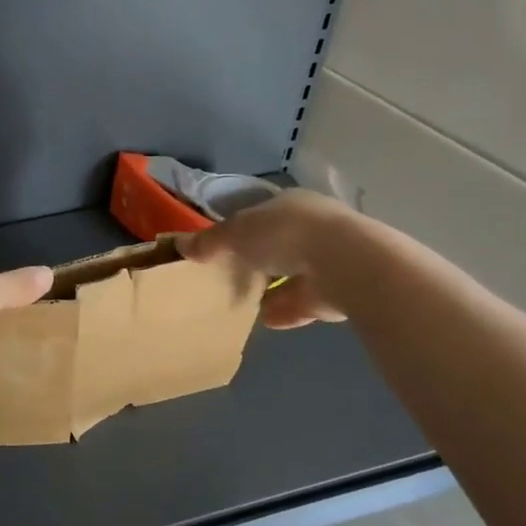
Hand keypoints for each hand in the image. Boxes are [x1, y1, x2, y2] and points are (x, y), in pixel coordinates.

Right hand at [178, 191, 358, 328]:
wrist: (345, 264)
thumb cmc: (285, 234)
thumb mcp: (237, 233)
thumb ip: (210, 241)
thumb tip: (180, 245)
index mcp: (292, 203)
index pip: (264, 214)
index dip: (243, 229)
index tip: (224, 248)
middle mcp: (316, 227)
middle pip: (281, 244)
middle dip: (261, 261)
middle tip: (234, 278)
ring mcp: (333, 260)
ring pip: (297, 274)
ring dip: (276, 289)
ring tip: (248, 306)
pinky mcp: (342, 291)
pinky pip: (308, 302)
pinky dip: (289, 311)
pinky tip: (268, 321)